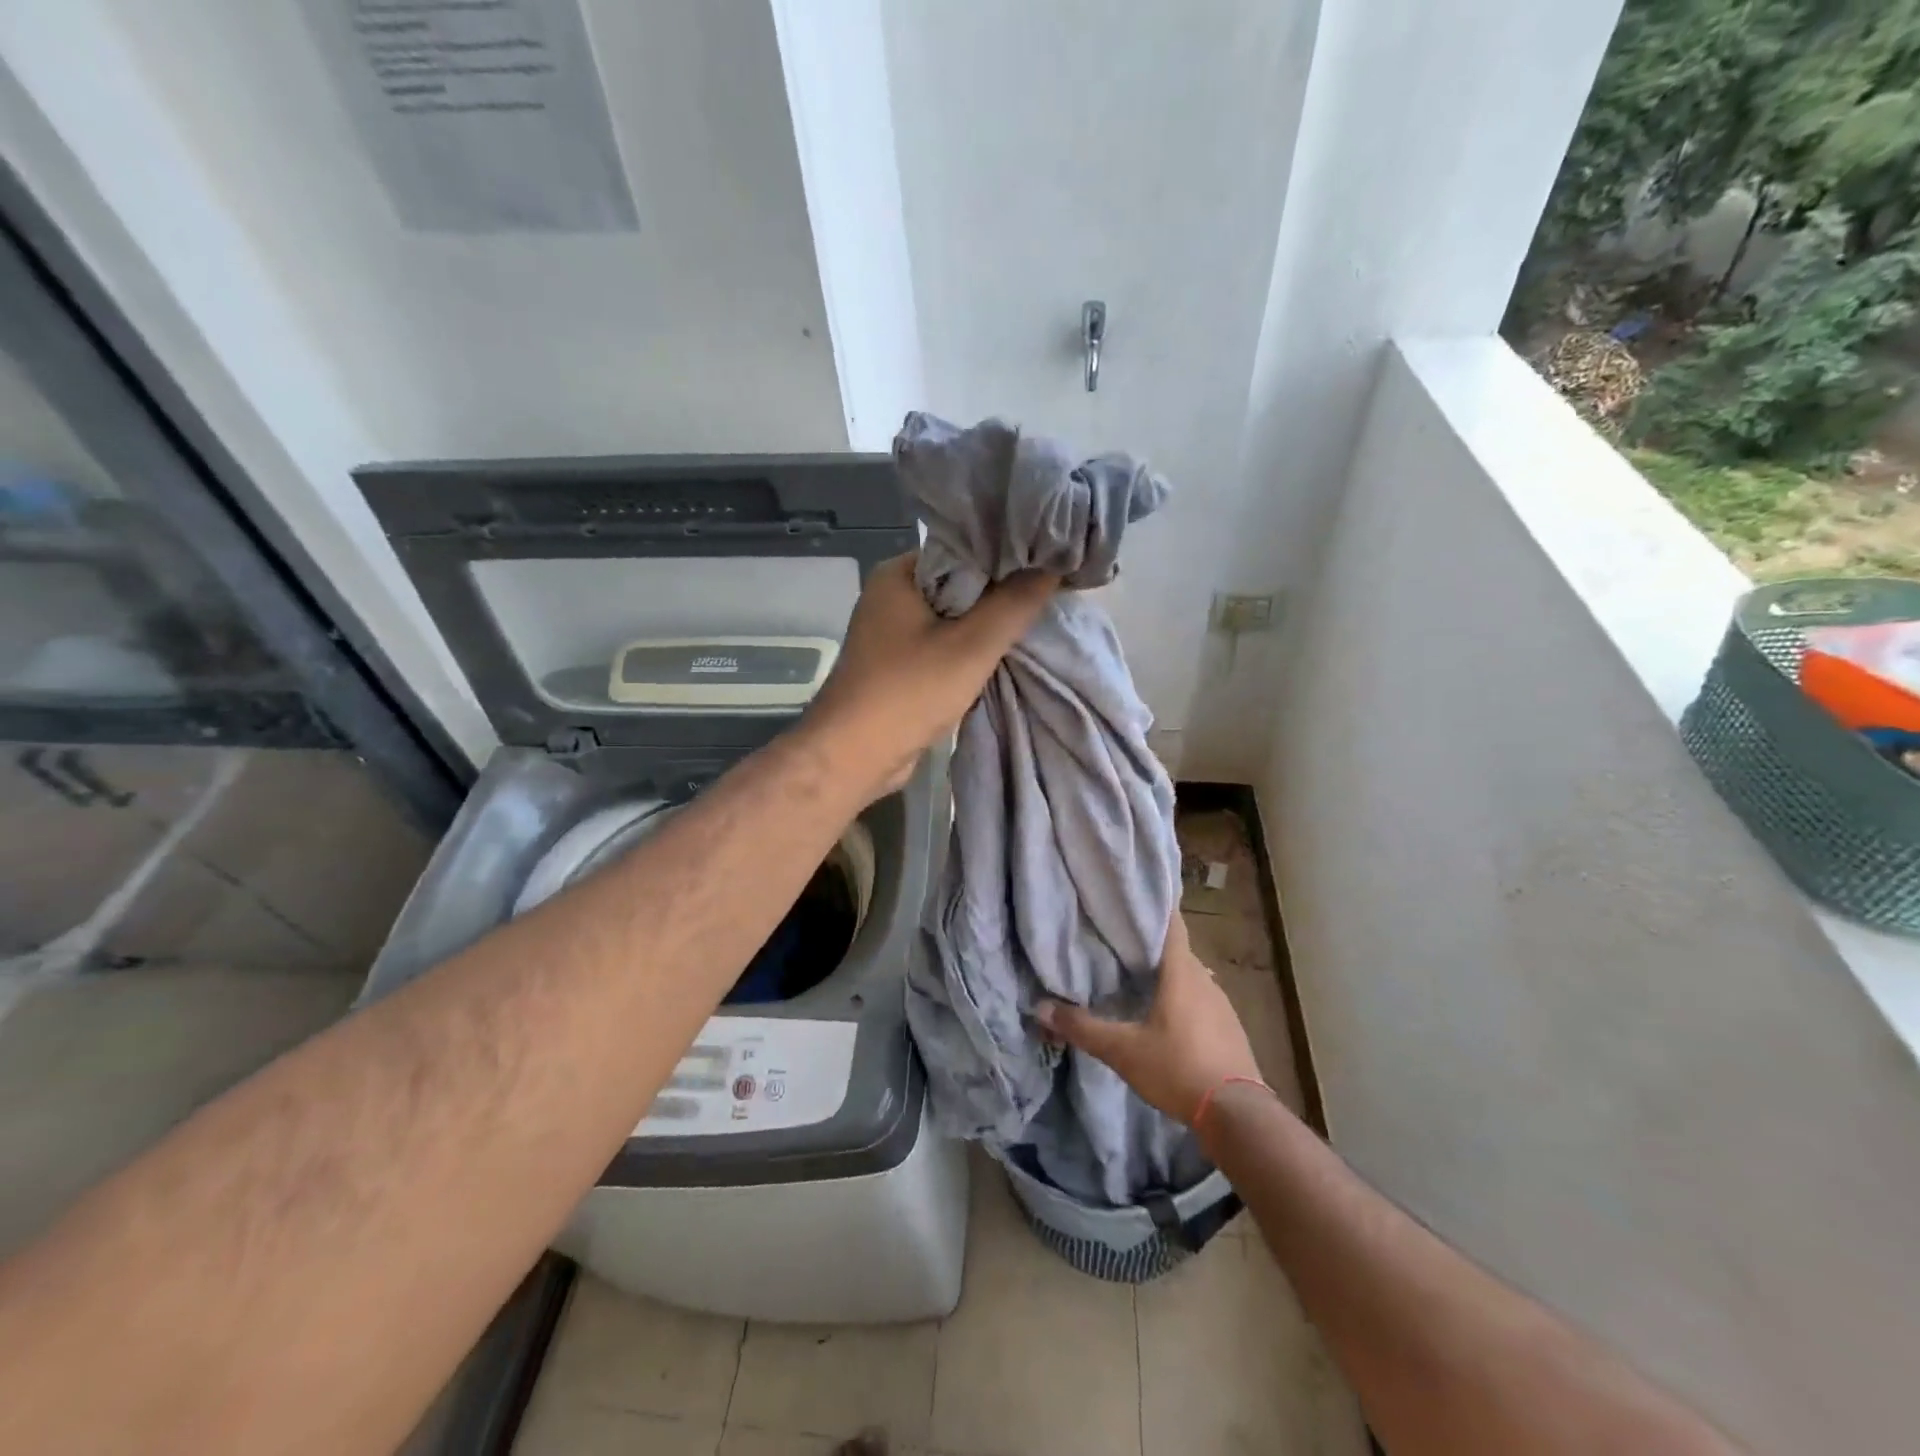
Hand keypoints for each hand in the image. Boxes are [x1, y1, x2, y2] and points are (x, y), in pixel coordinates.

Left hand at [804, 553, 1054, 801]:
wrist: (854, 756)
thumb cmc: (909, 691)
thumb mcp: (971, 646)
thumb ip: (1014, 604)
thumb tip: (1052, 566)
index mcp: (899, 574)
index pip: (963, 548)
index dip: (1007, 555)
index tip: (1047, 562)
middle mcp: (891, 595)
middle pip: (960, 583)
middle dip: (1001, 593)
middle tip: (1050, 594)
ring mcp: (891, 632)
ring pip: (953, 617)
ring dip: (986, 626)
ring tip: (1034, 621)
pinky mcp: (897, 664)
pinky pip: (942, 644)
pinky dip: (968, 650)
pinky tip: (1002, 654)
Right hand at [1037, 913, 1266, 1126]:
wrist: (1237, 1115)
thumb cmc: (1178, 1068)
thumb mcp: (1123, 1050)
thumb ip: (1083, 1028)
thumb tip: (1040, 1008)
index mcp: (1181, 972)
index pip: (1171, 923)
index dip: (1152, 907)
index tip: (1128, 900)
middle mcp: (1205, 979)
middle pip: (1176, 950)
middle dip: (1149, 944)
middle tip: (1117, 941)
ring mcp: (1221, 1004)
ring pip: (1189, 976)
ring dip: (1166, 974)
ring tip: (1135, 976)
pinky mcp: (1230, 1028)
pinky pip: (1200, 1000)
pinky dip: (1181, 998)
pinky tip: (1164, 1014)